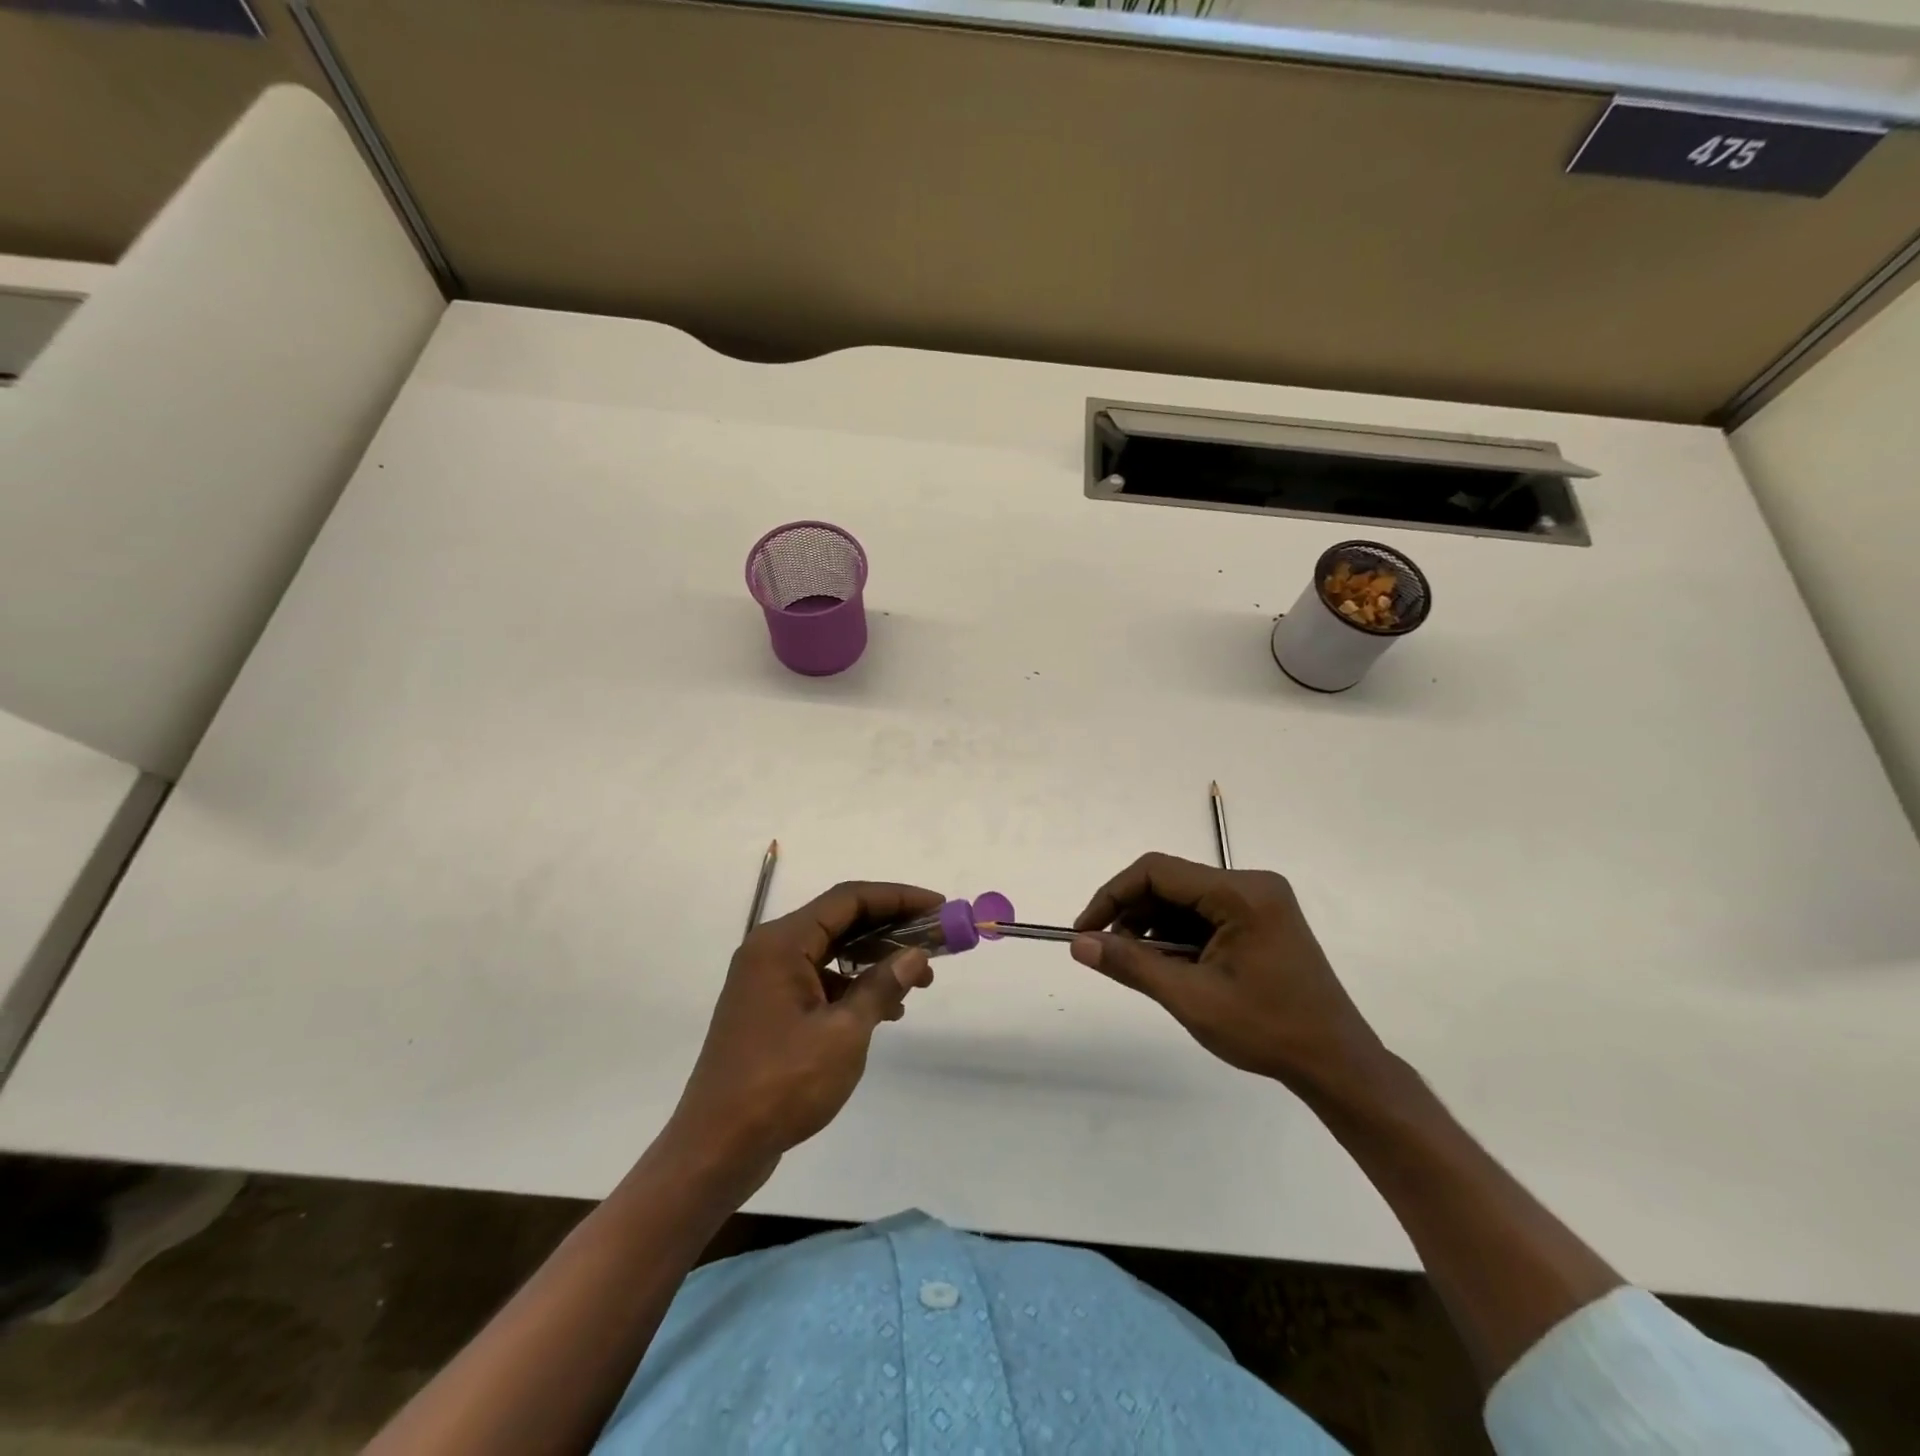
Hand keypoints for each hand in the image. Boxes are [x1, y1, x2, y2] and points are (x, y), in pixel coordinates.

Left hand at [662, 881, 940, 1189]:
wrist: (715, 1148)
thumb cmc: (781, 1084)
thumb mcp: (844, 1034)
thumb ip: (882, 987)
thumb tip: (916, 955)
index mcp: (782, 943)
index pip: (849, 899)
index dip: (898, 897)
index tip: (939, 906)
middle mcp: (771, 950)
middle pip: (840, 920)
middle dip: (892, 928)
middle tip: (937, 942)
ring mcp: (766, 979)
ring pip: (832, 950)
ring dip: (876, 959)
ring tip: (920, 981)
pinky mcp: (768, 1007)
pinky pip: (819, 978)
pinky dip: (853, 985)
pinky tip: (885, 1010)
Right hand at [1072, 852, 1384, 1092]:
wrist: (1337, 1064)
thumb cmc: (1267, 1031)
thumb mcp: (1192, 998)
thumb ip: (1132, 965)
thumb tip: (1078, 943)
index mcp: (1241, 893)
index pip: (1157, 872)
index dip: (1112, 896)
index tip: (1085, 931)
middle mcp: (1251, 884)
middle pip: (1170, 882)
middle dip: (1132, 915)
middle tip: (1110, 954)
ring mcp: (1259, 901)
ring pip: (1184, 899)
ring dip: (1153, 927)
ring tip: (1143, 968)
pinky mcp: (1261, 919)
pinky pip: (1204, 913)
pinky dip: (1178, 936)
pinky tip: (1172, 967)